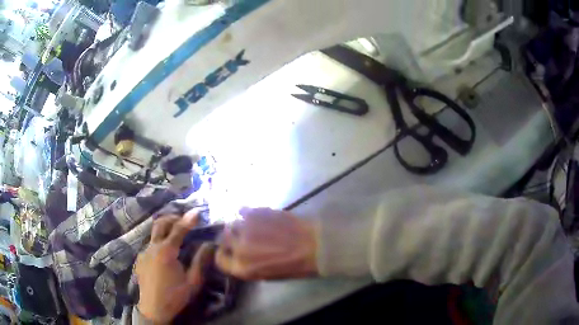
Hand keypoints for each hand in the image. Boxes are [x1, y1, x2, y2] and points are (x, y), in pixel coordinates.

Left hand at [136, 210, 213, 323]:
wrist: (153, 309)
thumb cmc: (175, 296)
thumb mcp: (193, 282)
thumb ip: (201, 262)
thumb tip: (209, 244)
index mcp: (166, 252)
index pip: (178, 230)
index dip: (188, 219)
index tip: (197, 211)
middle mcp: (153, 247)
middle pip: (160, 223)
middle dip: (172, 218)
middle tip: (184, 219)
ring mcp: (144, 252)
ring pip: (154, 233)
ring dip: (165, 229)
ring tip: (176, 233)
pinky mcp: (140, 259)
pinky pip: (150, 245)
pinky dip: (159, 242)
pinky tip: (165, 253)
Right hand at [215, 208, 317, 279]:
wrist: (314, 246)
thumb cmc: (294, 266)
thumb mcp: (267, 275)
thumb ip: (247, 266)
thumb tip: (238, 255)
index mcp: (242, 268)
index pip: (220, 260)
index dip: (223, 254)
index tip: (228, 250)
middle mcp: (238, 249)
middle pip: (224, 239)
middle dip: (231, 238)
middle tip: (243, 237)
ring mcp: (245, 230)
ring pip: (232, 224)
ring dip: (240, 225)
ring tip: (252, 226)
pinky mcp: (254, 213)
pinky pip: (242, 210)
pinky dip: (247, 212)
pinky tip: (256, 215)